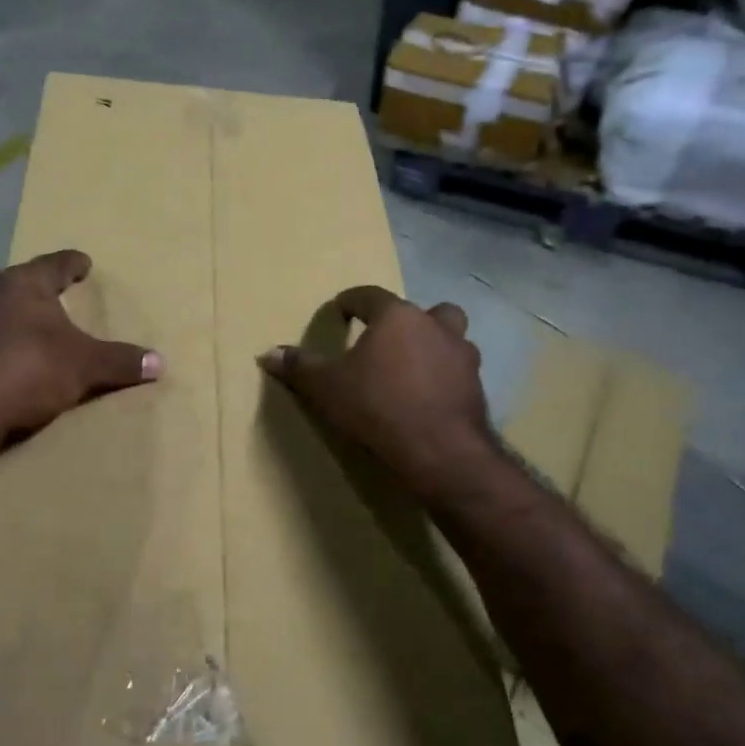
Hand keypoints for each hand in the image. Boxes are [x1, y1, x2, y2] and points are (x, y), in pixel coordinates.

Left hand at [0, 251, 161, 448]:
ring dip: (14, 317)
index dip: (74, 264)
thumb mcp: (84, 367)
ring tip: (33, 332)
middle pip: (20, 282)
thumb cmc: (28, 371)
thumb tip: (160, 362)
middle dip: (38, 289)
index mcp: (23, 283)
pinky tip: (5, 361)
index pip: (57, 264)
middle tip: (56, 297)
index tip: (85, 263)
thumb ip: (120, 361)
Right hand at [258, 286, 491, 489]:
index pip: (369, 296)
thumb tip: (268, 353)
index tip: (339, 311)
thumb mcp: (327, 388)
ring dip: (434, 345)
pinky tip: (429, 397)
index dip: (351, 302)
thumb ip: (300, 367)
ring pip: (451, 337)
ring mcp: (462, 355)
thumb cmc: (377, 406)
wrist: (439, 449)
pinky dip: (445, 377)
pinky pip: (459, 371)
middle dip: (407, 320)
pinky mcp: (476, 386)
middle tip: (388, 341)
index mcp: (396, 317)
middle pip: (423, 310)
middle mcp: (434, 326)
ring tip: (413, 368)